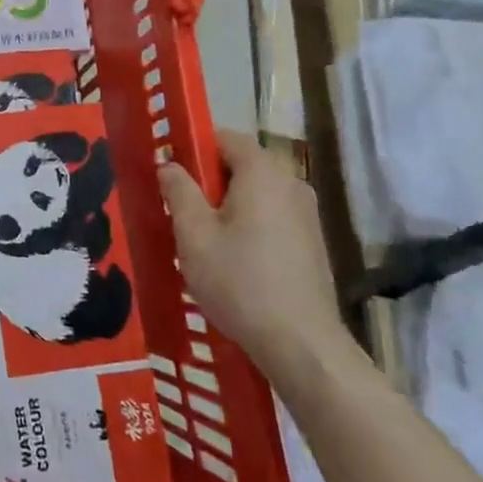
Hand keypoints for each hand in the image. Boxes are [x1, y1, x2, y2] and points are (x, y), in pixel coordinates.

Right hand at [156, 128, 347, 379]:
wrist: (301, 344)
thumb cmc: (239, 282)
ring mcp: (307, 214)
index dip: (194, 147)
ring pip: (256, 194)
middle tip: (180, 211)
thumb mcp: (193, 235)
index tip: (171, 172)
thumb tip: (169, 165)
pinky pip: (272, 217)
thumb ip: (178, 190)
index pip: (226, 137)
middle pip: (242, 165)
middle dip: (209, 181)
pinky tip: (233, 260)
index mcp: (263, 173)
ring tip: (202, 241)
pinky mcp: (313, 242)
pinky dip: (249, 225)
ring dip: (227, 206)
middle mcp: (291, 184)